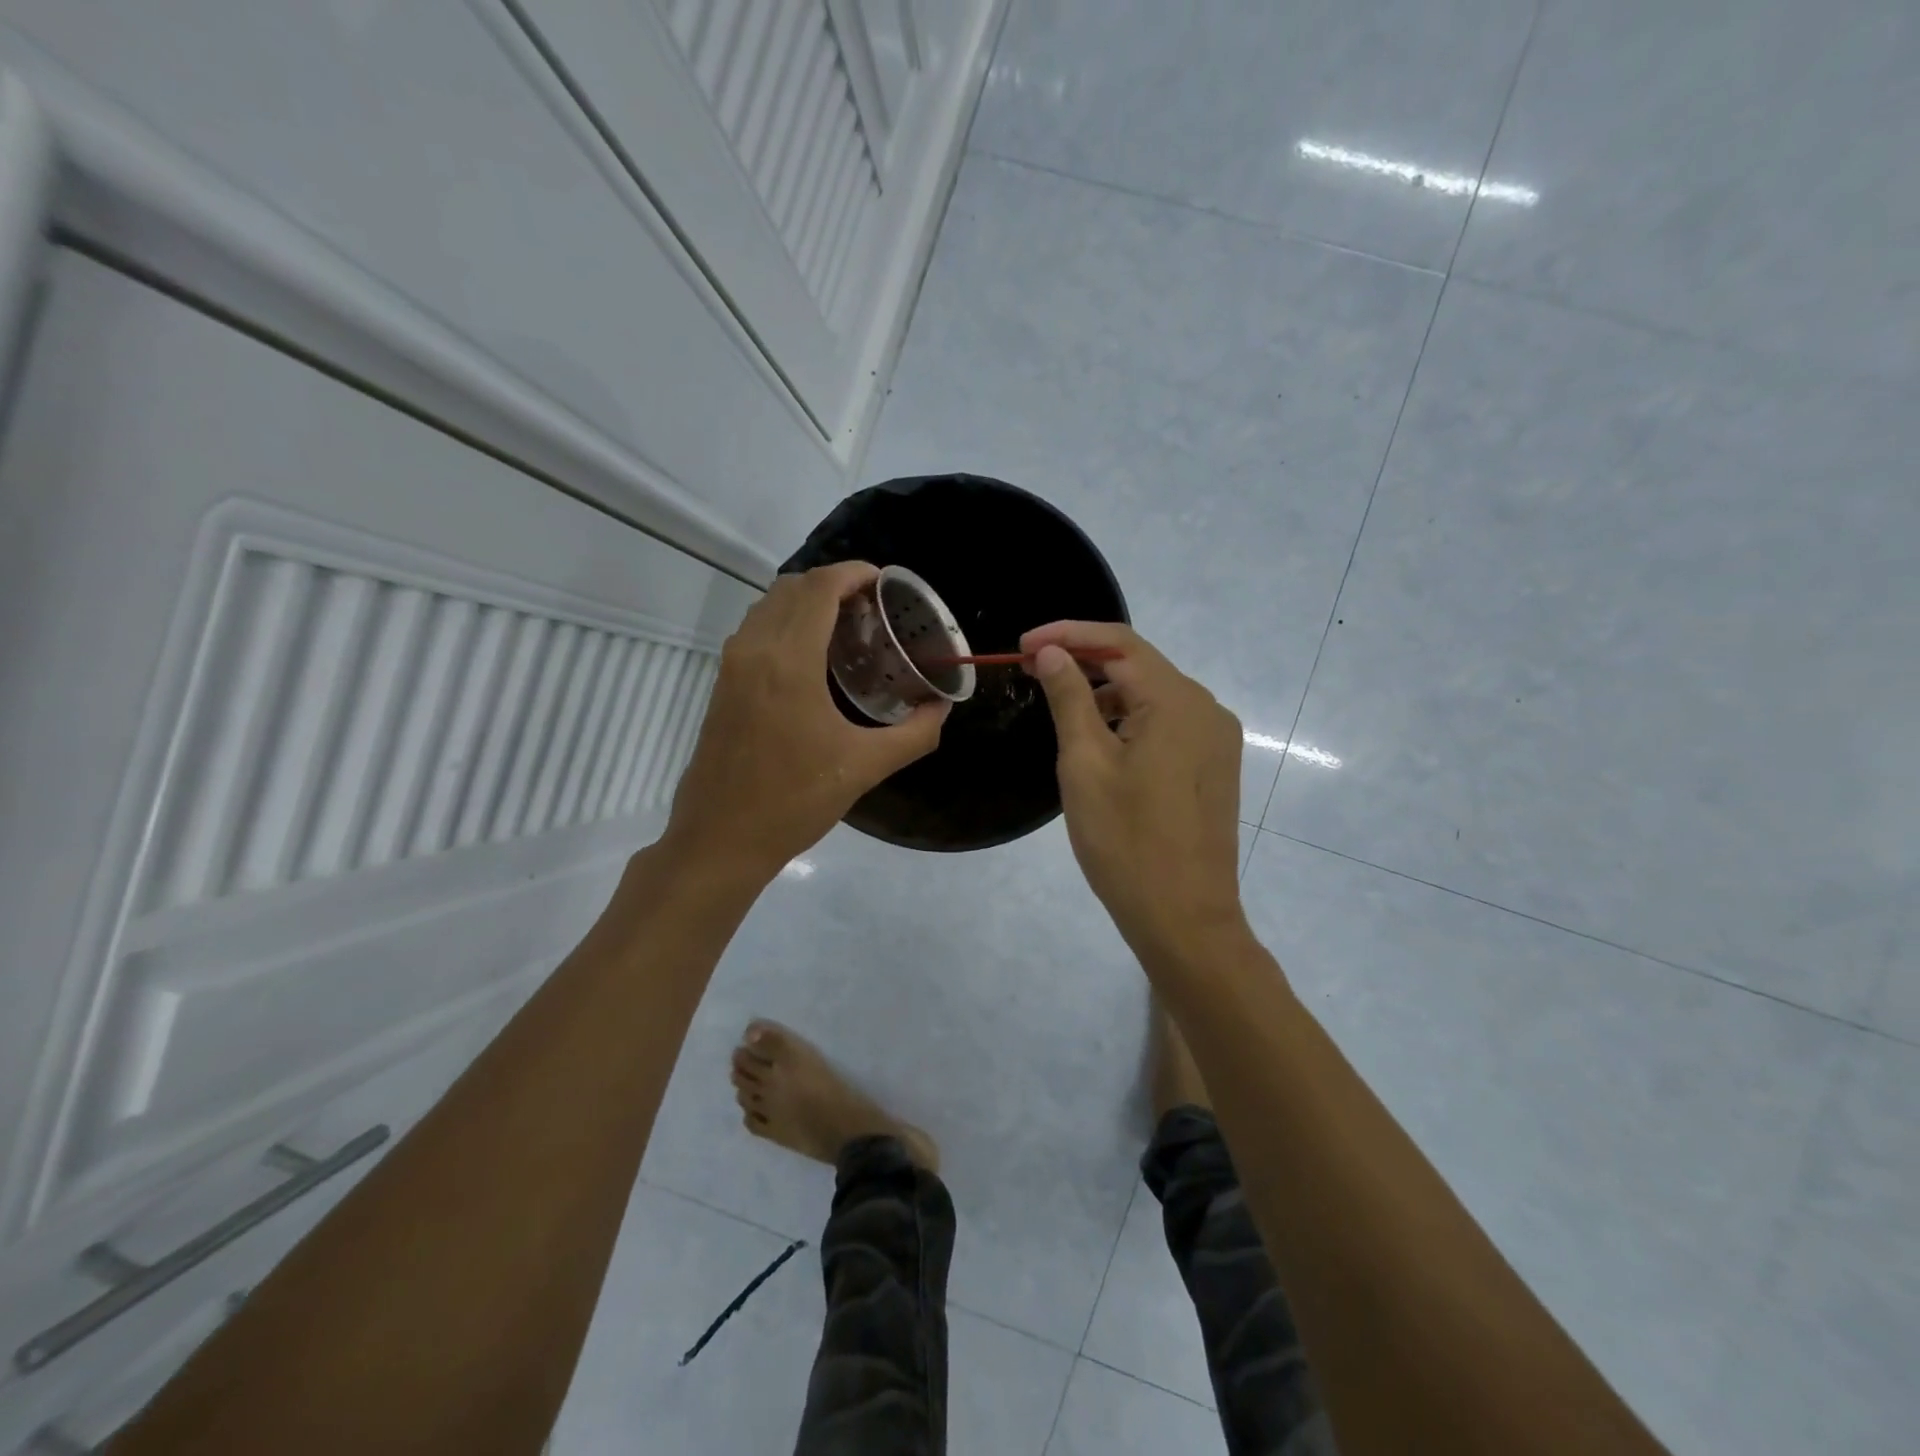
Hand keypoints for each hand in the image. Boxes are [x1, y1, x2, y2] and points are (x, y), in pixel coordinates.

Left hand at [664, 563, 947, 879]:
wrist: (720, 838)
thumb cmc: (794, 801)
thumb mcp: (865, 767)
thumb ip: (914, 733)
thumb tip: (942, 707)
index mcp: (789, 661)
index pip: (820, 588)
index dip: (854, 573)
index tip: (885, 584)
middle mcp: (755, 650)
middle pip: (793, 587)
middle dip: (834, 584)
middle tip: (873, 609)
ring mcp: (732, 666)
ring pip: (769, 606)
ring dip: (807, 602)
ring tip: (847, 628)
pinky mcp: (722, 684)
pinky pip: (756, 630)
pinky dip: (786, 623)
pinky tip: (813, 657)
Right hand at [1021, 621, 1247, 966]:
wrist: (1184, 917)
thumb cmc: (1126, 841)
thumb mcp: (1085, 764)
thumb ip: (1069, 698)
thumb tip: (1051, 652)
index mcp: (1177, 701)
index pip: (1119, 642)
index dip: (1067, 634)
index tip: (1022, 645)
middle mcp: (1206, 708)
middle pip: (1139, 664)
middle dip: (1084, 660)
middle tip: (1031, 671)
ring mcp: (1215, 738)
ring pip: (1152, 694)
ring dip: (1105, 691)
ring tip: (1058, 703)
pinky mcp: (1213, 764)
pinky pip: (1166, 722)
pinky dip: (1128, 718)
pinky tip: (1097, 736)